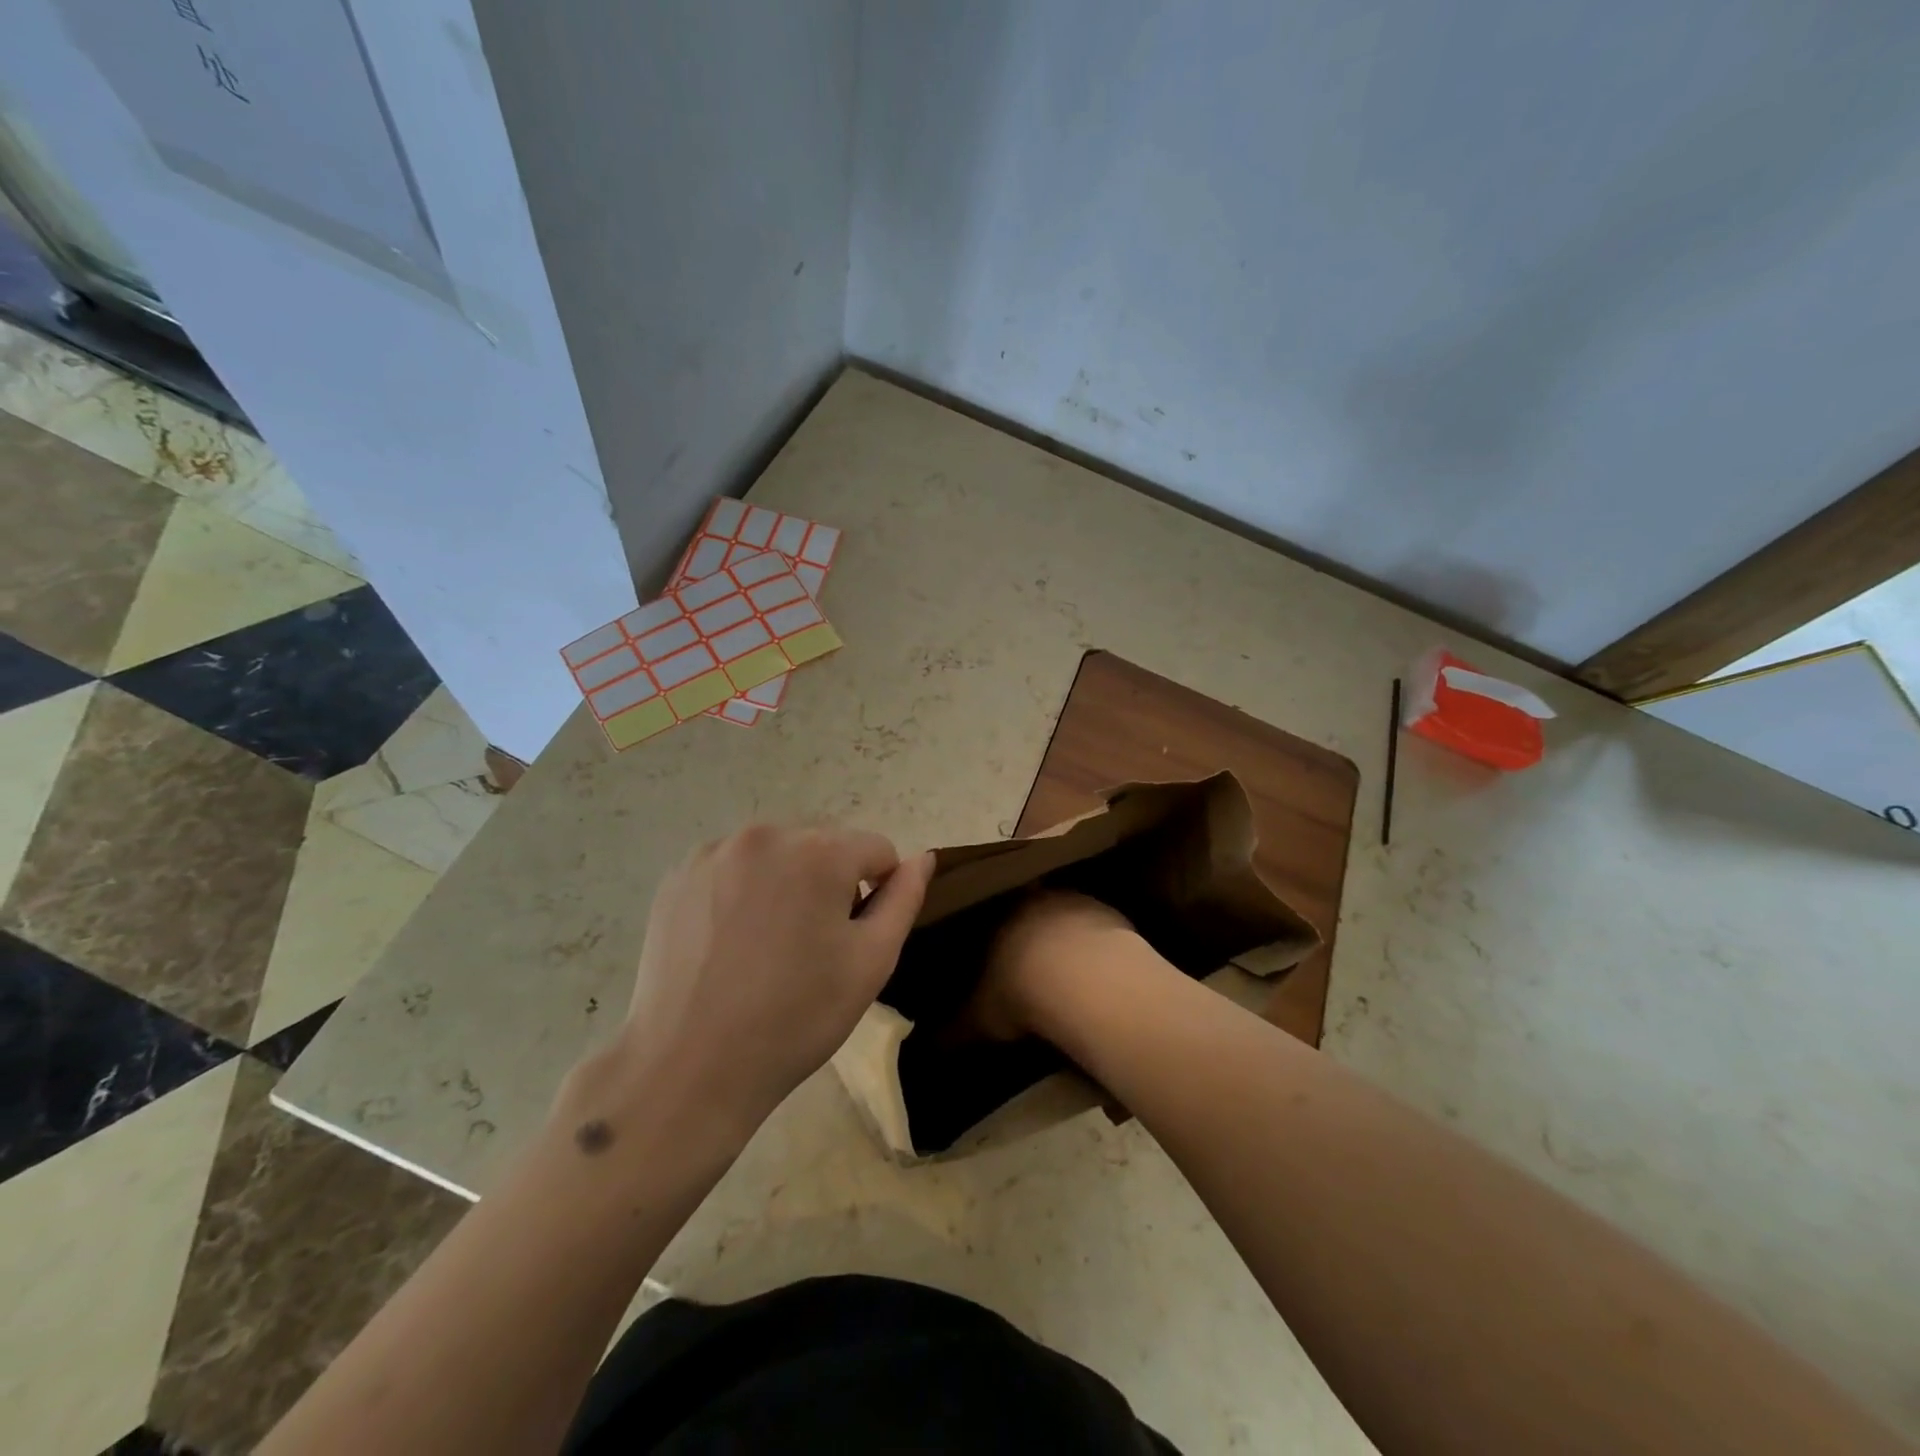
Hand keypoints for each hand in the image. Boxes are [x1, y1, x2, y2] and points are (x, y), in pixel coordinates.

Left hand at [606, 825, 933, 1136]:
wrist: (691, 1066)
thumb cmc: (797, 1016)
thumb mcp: (871, 961)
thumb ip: (904, 898)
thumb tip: (922, 857)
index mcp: (821, 850)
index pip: (876, 850)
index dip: (877, 892)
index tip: (853, 940)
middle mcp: (767, 834)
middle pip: (824, 845)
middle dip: (831, 882)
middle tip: (811, 947)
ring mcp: (715, 852)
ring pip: (777, 854)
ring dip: (786, 882)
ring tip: (768, 944)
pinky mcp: (679, 875)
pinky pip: (732, 867)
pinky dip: (742, 891)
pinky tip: (730, 941)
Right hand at [968, 889, 1141, 1040]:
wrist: (1085, 980)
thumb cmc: (1020, 992)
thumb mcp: (979, 1019)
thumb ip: (955, 1028)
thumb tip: (931, 1045)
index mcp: (996, 913)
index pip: (988, 916)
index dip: (990, 936)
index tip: (992, 955)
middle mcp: (1035, 897)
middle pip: (1029, 909)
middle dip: (1029, 932)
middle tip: (1030, 962)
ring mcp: (1077, 901)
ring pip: (1066, 914)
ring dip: (1066, 936)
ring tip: (1067, 972)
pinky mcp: (1112, 915)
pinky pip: (1099, 929)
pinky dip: (1096, 948)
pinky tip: (1098, 975)